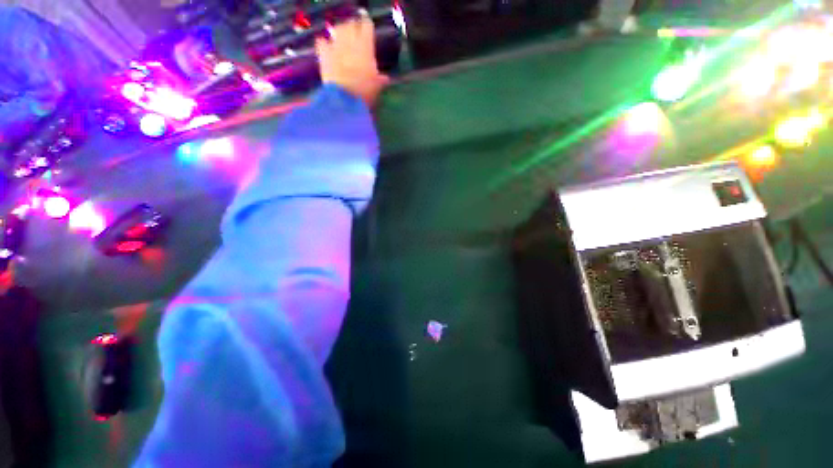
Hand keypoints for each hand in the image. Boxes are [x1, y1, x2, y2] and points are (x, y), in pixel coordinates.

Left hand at [316, 11, 388, 106]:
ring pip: (337, 29)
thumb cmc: (364, 91)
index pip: (367, 26)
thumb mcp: (376, 87)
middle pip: (351, 24)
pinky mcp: (323, 54)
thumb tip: (385, 78)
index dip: (367, 26)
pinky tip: (326, 45)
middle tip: (355, 32)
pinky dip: (324, 42)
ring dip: (340, 31)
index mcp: (366, 46)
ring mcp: (335, 46)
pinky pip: (322, 42)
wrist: (344, 98)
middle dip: (353, 27)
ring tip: (342, 37)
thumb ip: (380, 79)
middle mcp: (350, 41)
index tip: (368, 28)